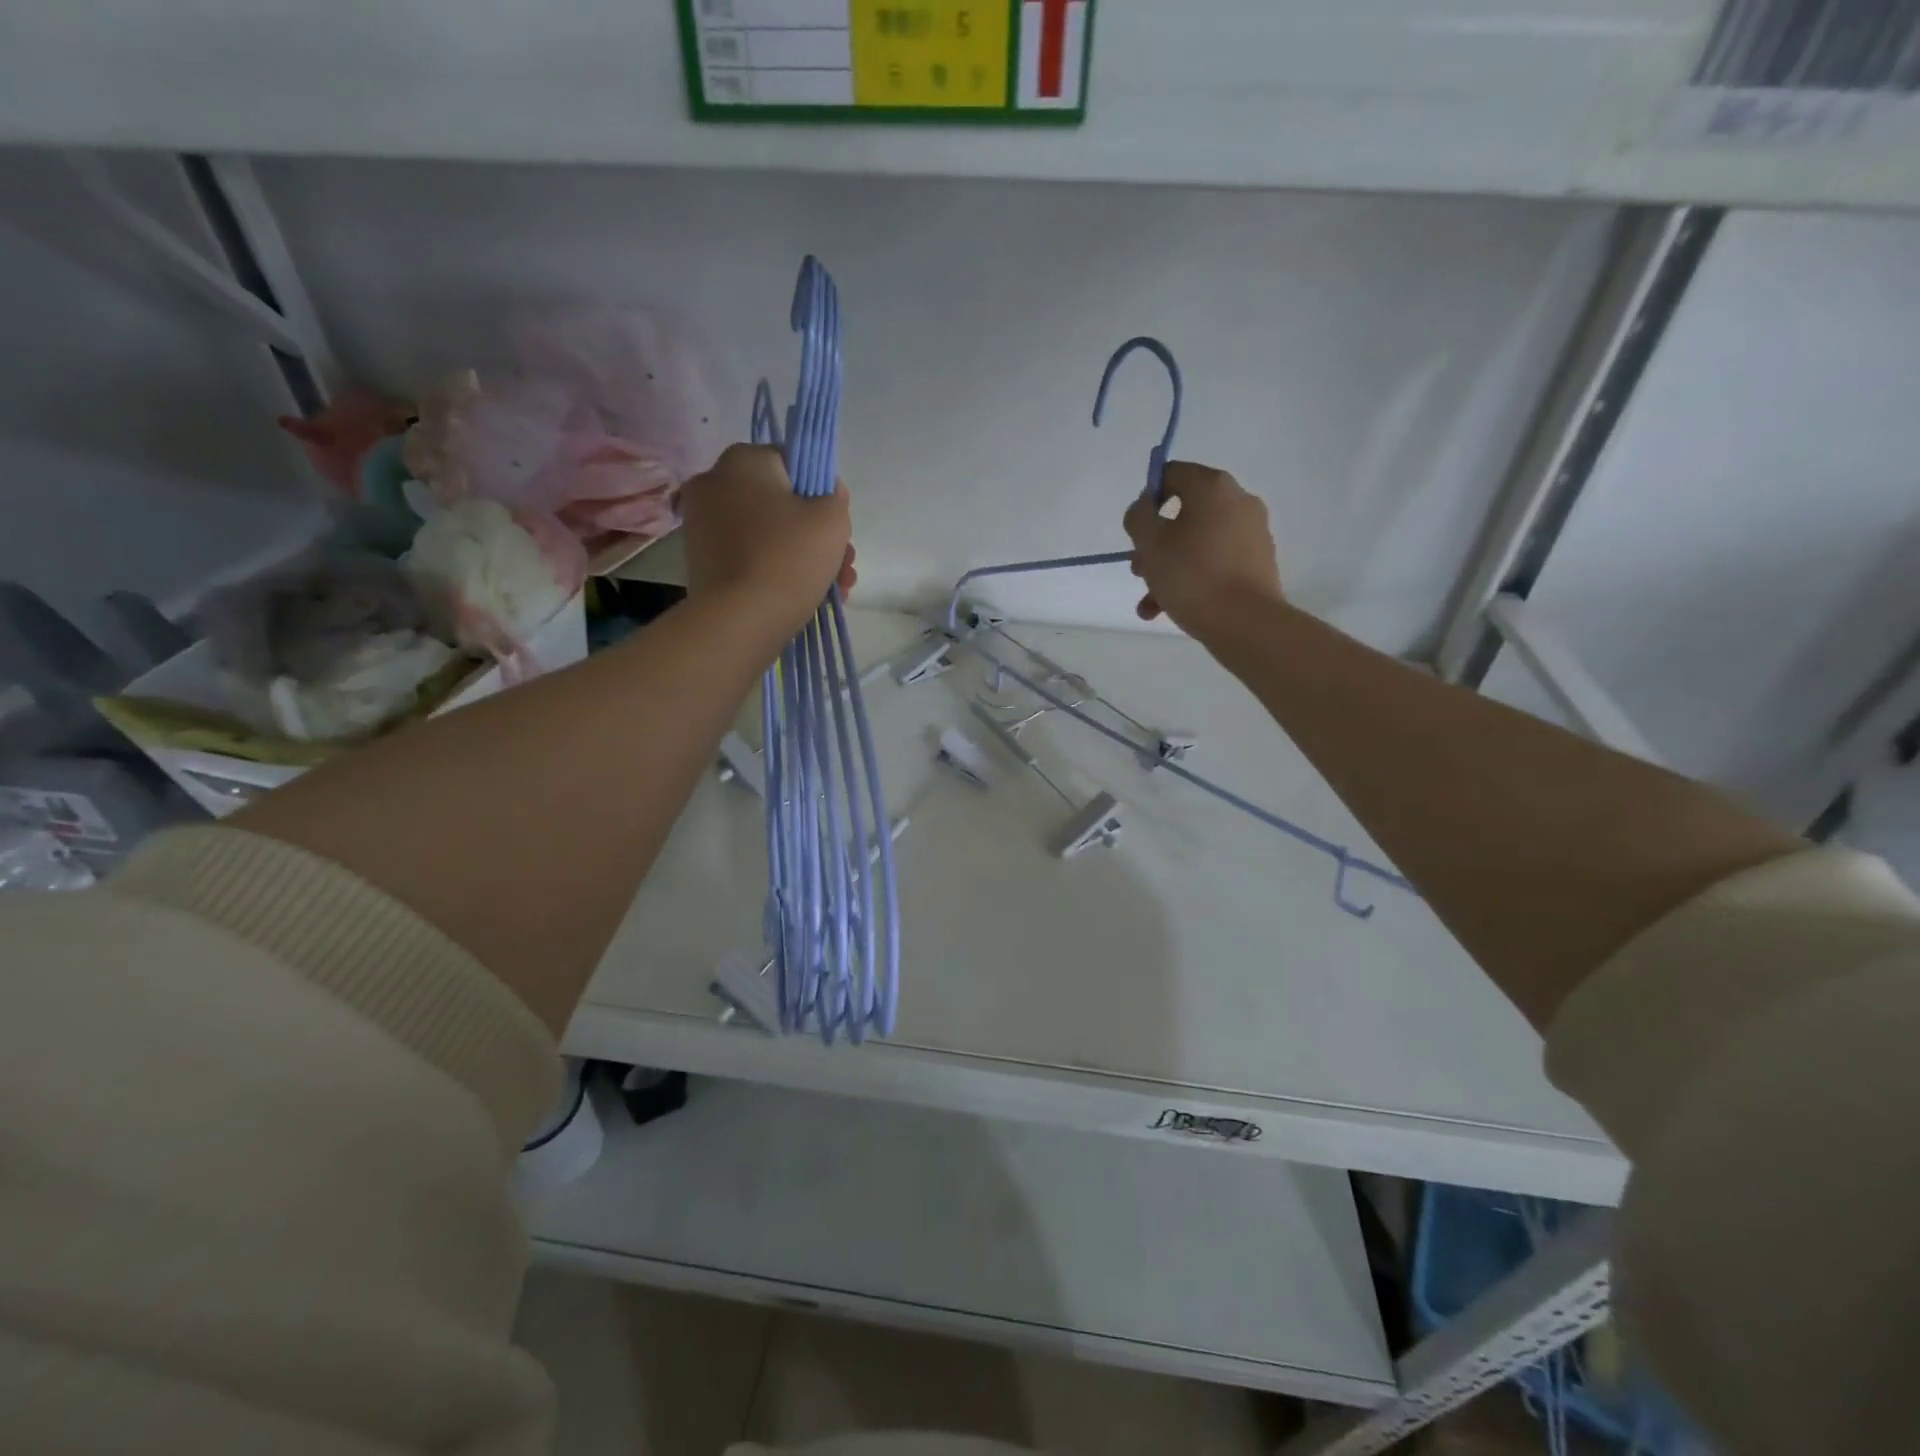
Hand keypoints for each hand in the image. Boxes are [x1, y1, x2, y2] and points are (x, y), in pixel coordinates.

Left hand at [680, 444, 856, 636]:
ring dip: (803, 556)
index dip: (822, 494)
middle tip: (843, 565)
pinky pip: (750, 555)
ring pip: (768, 532)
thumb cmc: (788, 558)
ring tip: (834, 589)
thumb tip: (826, 492)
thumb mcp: (832, 520)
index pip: (793, 464)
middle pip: (781, 502)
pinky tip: (806, 595)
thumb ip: (836, 496)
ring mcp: (703, 524)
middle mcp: (714, 483)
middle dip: (816, 534)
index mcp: (743, 460)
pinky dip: (776, 569)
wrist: (739, 621)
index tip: (837, 527)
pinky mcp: (702, 560)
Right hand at [1123, 461, 1282, 639]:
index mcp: (1213, 487)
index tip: (1136, 531)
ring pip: (1197, 542)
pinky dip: (1191, 578)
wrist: (1244, 622)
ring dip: (1168, 567)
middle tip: (1139, 570)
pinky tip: (1167, 609)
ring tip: (1149, 602)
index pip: (1171, 474)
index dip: (1146, 499)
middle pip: (1184, 513)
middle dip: (1155, 542)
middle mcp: (1238, 501)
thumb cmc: (1191, 575)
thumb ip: (1139, 517)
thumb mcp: (1151, 543)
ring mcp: (1252, 533)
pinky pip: (1215, 562)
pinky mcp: (1258, 563)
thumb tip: (1146, 507)